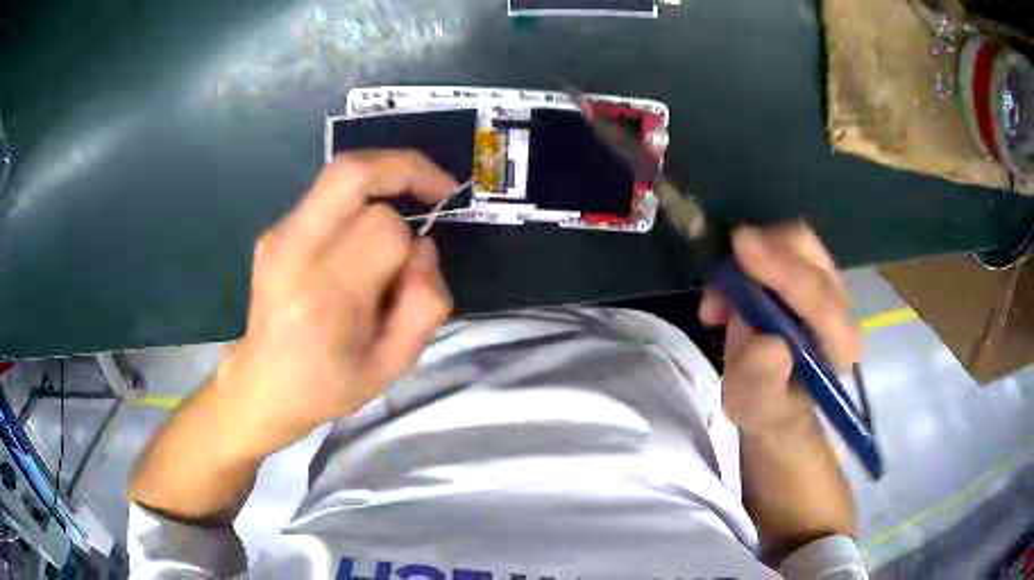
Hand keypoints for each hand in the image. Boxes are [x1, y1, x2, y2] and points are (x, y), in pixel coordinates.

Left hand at [216, 151, 456, 458]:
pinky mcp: (273, 232)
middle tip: (436, 188)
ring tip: (408, 203)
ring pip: (340, 174)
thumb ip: (425, 304)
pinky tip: (366, 233)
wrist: (264, 387)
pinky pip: (327, 194)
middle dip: (405, 170)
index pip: (384, 230)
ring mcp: (277, 236)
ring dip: (384, 180)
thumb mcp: (393, 366)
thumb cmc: (329, 385)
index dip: (413, 243)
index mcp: (323, 296)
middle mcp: (293, 253)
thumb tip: (422, 245)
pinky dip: (361, 198)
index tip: (418, 267)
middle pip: (352, 174)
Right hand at [699, 222, 861, 436]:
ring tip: (718, 299)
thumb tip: (767, 343)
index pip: (819, 297)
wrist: (774, 400)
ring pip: (791, 242)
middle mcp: (840, 306)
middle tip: (722, 279)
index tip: (741, 247)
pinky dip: (746, 259)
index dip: (784, 271)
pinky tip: (726, 294)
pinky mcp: (805, 274)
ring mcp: (824, 284)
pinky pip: (777, 246)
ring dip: (749, 257)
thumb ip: (762, 383)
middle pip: (808, 251)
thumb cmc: (768, 410)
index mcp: (841, 344)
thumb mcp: (758, 409)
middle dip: (763, 252)